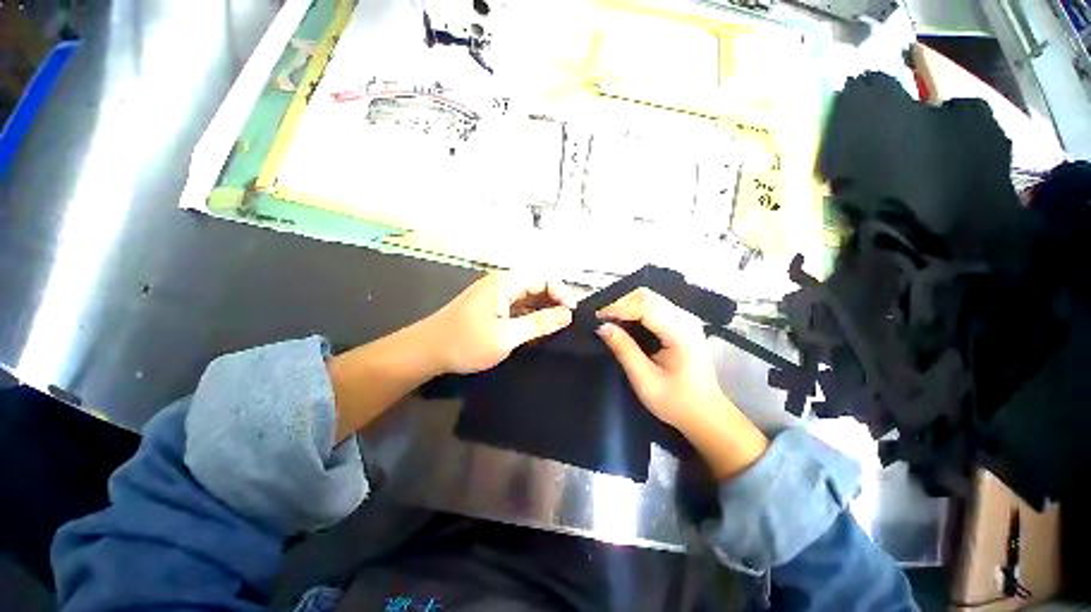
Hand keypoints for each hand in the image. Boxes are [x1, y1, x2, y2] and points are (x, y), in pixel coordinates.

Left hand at [423, 272, 575, 374]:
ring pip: (528, 300)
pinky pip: (518, 310)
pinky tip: (539, 333)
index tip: (574, 315)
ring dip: (543, 313)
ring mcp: (496, 297)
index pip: (544, 280)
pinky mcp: (492, 309)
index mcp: (506, 283)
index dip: (562, 294)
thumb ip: (539, 323)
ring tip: (559, 331)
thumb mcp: (507, 335)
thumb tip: (568, 314)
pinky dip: (530, 319)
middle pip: (537, 288)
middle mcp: (503, 285)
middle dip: (554, 304)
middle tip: (569, 326)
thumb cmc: (466, 342)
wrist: (426, 352)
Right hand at [596, 288, 768, 478]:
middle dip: (619, 303)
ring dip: (625, 306)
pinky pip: (653, 307)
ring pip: (648, 299)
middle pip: (646, 296)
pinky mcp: (680, 324)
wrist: (706, 414)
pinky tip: (622, 323)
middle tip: (599, 319)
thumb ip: (624, 350)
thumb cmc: (677, 402)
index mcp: (680, 331)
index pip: (644, 305)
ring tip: (607, 320)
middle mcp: (684, 319)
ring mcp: (684, 319)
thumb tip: (602, 327)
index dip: (617, 308)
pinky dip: (634, 311)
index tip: (596, 318)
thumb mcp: (645, 380)